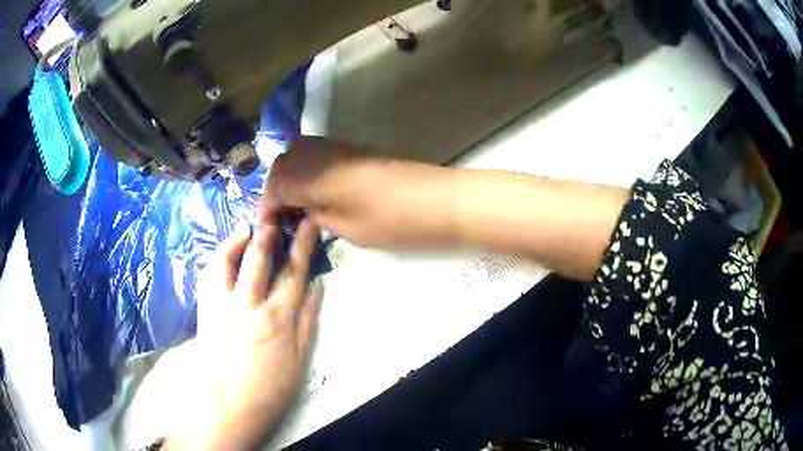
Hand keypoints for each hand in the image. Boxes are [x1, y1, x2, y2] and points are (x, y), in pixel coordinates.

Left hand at [169, 215, 321, 449]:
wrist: (228, 405)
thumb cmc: (269, 388)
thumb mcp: (300, 360)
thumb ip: (308, 321)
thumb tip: (317, 287)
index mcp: (277, 318)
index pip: (294, 271)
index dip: (303, 242)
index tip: (309, 220)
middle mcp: (248, 304)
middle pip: (260, 258)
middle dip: (270, 228)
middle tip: (275, 207)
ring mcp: (222, 305)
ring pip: (228, 261)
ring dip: (237, 239)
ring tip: (245, 225)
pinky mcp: (205, 310)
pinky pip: (208, 276)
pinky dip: (216, 258)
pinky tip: (223, 253)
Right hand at [265, 136, 457, 247]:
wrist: (438, 199)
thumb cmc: (393, 221)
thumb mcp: (348, 229)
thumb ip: (316, 215)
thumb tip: (301, 210)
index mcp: (315, 175)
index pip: (275, 184)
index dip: (266, 205)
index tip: (266, 226)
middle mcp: (321, 153)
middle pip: (283, 162)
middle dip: (275, 188)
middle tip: (281, 215)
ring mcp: (339, 147)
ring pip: (298, 152)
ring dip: (290, 176)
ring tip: (296, 205)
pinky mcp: (354, 148)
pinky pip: (317, 153)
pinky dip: (307, 169)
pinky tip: (316, 191)